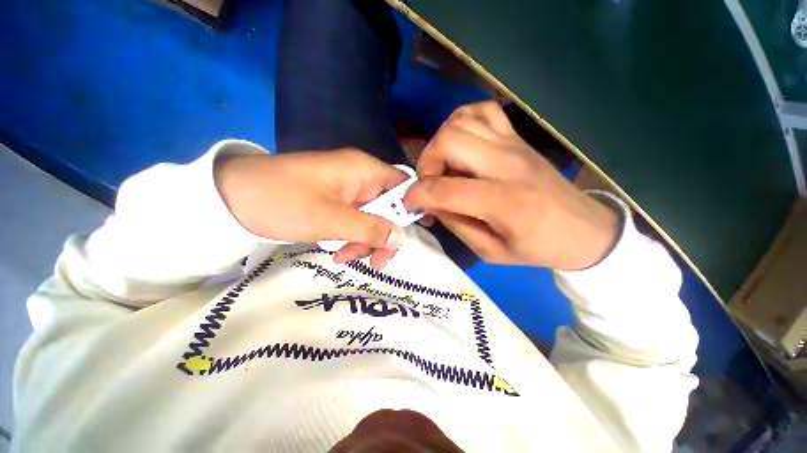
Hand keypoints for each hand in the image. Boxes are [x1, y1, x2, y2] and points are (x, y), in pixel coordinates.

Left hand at [215, 149, 407, 268]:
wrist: (230, 197)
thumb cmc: (282, 202)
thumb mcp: (330, 220)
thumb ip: (370, 229)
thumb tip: (403, 238)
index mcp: (364, 170)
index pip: (404, 186)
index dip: (413, 208)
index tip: (413, 234)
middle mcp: (360, 176)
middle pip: (389, 207)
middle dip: (383, 235)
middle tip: (375, 263)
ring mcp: (347, 189)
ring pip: (372, 217)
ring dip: (364, 240)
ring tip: (344, 257)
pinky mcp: (336, 200)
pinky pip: (355, 219)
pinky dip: (351, 237)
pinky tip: (337, 250)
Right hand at [404, 101, 618, 269]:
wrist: (584, 229)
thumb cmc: (537, 247)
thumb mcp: (491, 252)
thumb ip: (457, 225)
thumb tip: (431, 204)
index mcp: (503, 202)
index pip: (444, 189)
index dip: (417, 195)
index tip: (409, 203)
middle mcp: (506, 164)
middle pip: (449, 141)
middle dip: (426, 162)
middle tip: (429, 183)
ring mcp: (513, 144)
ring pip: (461, 120)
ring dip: (441, 142)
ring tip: (443, 166)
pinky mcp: (517, 137)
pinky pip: (482, 111)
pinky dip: (462, 121)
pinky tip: (461, 143)